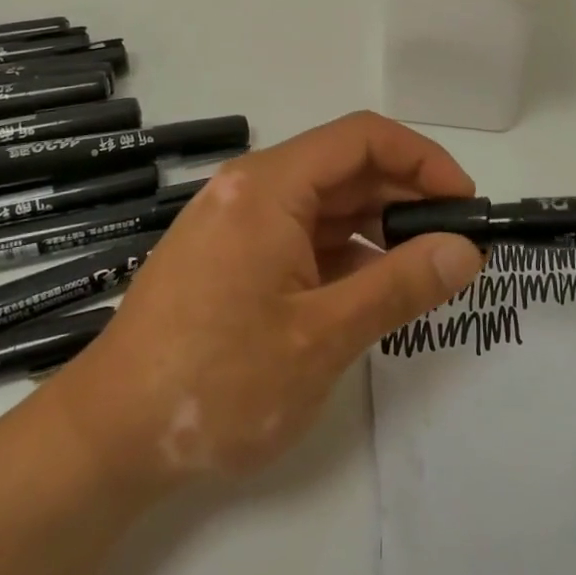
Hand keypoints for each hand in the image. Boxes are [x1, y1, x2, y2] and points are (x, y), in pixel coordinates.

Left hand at [44, 112, 484, 490]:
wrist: (110, 437)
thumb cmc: (218, 381)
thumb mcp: (323, 336)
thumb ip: (401, 285)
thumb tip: (465, 249)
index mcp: (269, 186)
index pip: (362, 138)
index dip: (423, 160)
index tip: (464, 203)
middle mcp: (251, 188)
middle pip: (344, 167)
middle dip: (405, 195)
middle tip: (455, 242)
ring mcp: (237, 222)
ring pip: (325, 203)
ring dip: (377, 226)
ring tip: (422, 269)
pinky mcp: (231, 255)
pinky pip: (301, 234)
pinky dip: (343, 252)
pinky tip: (369, 288)